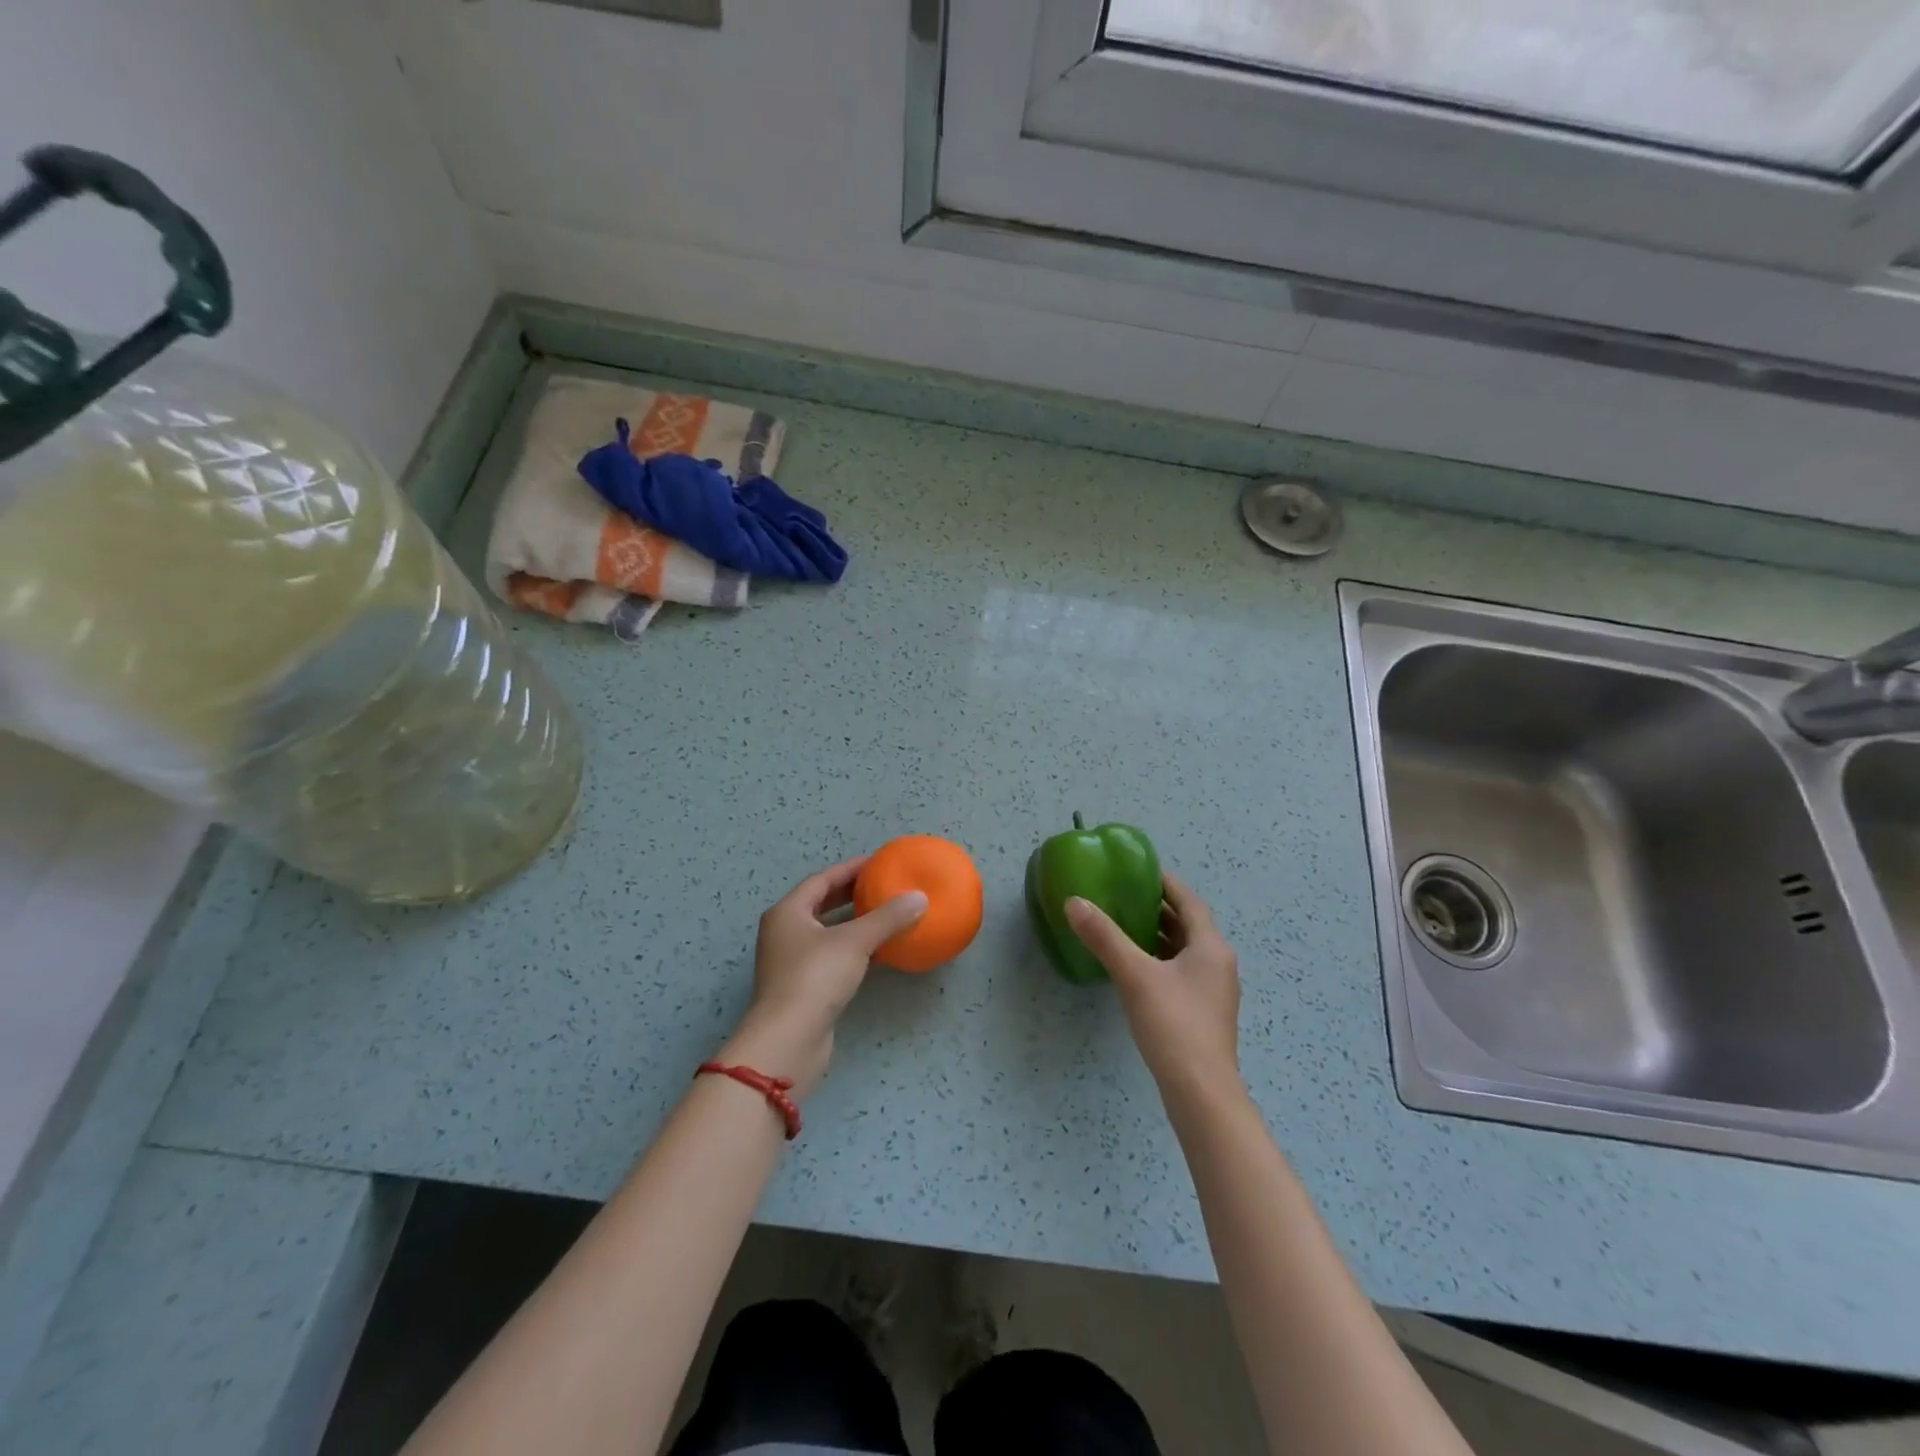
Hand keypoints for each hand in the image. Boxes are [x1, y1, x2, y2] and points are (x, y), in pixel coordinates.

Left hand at [719, 858, 927, 1096]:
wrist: (788, 1041)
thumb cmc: (815, 978)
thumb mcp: (855, 941)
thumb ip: (888, 917)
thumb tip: (919, 897)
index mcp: (788, 912)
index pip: (822, 880)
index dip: (850, 869)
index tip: (878, 863)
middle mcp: (784, 933)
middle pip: (821, 904)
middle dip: (851, 894)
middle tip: (883, 886)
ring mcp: (791, 962)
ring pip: (827, 932)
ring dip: (854, 922)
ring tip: (886, 914)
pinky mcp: (803, 988)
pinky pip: (832, 956)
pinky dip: (853, 948)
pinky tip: (879, 951)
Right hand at [1066, 872, 1241, 1099]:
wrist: (1201, 1093)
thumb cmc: (1173, 1024)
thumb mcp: (1134, 975)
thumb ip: (1105, 937)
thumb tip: (1075, 902)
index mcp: (1210, 946)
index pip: (1189, 901)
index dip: (1166, 883)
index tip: (1140, 870)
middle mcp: (1218, 963)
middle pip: (1188, 925)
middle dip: (1158, 909)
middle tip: (1124, 896)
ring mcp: (1213, 991)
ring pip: (1184, 951)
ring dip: (1158, 936)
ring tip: (1123, 926)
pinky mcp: (1203, 1014)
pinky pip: (1181, 973)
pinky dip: (1160, 961)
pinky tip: (1134, 969)